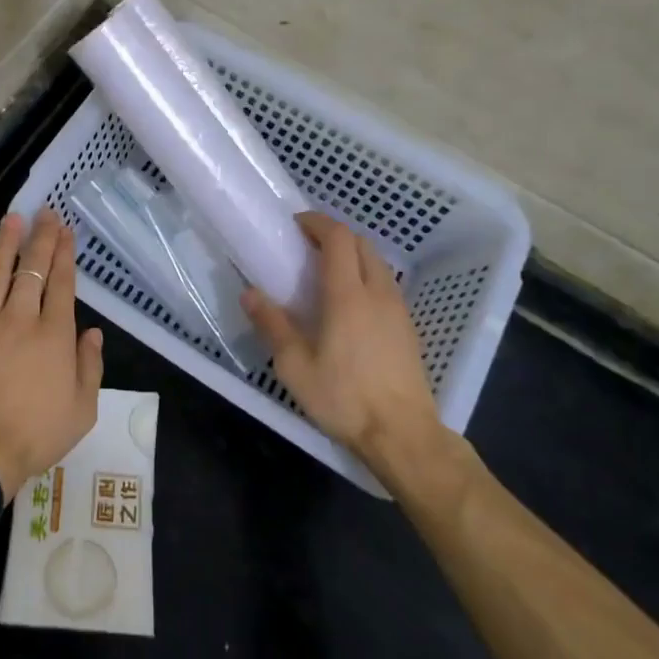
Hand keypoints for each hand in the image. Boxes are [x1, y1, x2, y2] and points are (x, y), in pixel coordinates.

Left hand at [0, 209, 103, 499]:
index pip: (61, 284)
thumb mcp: (82, 411)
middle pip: (30, 270)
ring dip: (5, 245)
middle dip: (40, 238)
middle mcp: (19, 320)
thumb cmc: (36, 435)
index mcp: (53, 336)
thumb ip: (89, 366)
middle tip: (45, 213)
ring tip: (12, 220)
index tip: (65, 230)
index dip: (64, 254)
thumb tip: (92, 333)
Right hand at [242, 213, 447, 481]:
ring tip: (325, 273)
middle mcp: (377, 293)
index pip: (338, 238)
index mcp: (347, 296)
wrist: (404, 435)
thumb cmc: (344, 398)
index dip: (317, 222)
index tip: (295, 224)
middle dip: (334, 235)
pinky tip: (349, 305)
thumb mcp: (295, 366)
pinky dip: (365, 277)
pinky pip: (385, 285)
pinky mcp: (408, 329)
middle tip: (306, 246)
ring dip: (352, 255)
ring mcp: (398, 310)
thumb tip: (250, 293)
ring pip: (377, 264)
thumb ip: (272, 325)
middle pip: (361, 243)